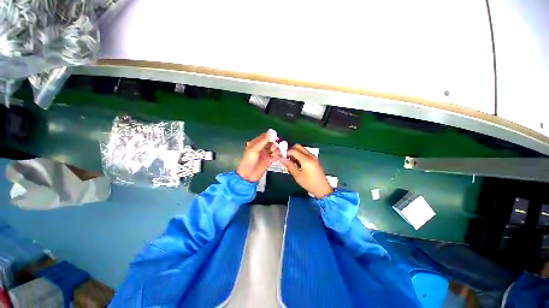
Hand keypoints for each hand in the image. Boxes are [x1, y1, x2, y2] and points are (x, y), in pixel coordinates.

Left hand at [236, 131, 280, 181]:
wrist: (248, 176)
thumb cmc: (248, 161)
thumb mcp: (254, 149)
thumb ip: (263, 141)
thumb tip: (271, 131)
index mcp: (255, 143)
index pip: (264, 137)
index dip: (270, 136)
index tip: (276, 137)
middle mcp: (261, 148)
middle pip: (271, 142)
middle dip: (274, 143)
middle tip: (274, 147)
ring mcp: (266, 154)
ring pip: (274, 148)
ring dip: (276, 149)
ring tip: (274, 153)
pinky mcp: (270, 160)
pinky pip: (276, 155)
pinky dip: (277, 155)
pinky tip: (277, 156)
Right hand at [281, 144, 333, 198]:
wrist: (322, 188)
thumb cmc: (309, 183)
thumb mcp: (297, 175)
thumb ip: (289, 165)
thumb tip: (282, 158)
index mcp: (306, 159)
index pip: (293, 150)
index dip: (286, 152)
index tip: (282, 158)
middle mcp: (310, 155)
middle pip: (298, 146)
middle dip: (291, 150)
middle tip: (287, 158)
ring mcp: (313, 157)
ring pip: (302, 149)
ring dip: (295, 152)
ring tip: (291, 162)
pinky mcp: (314, 159)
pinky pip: (305, 153)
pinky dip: (300, 155)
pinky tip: (297, 163)